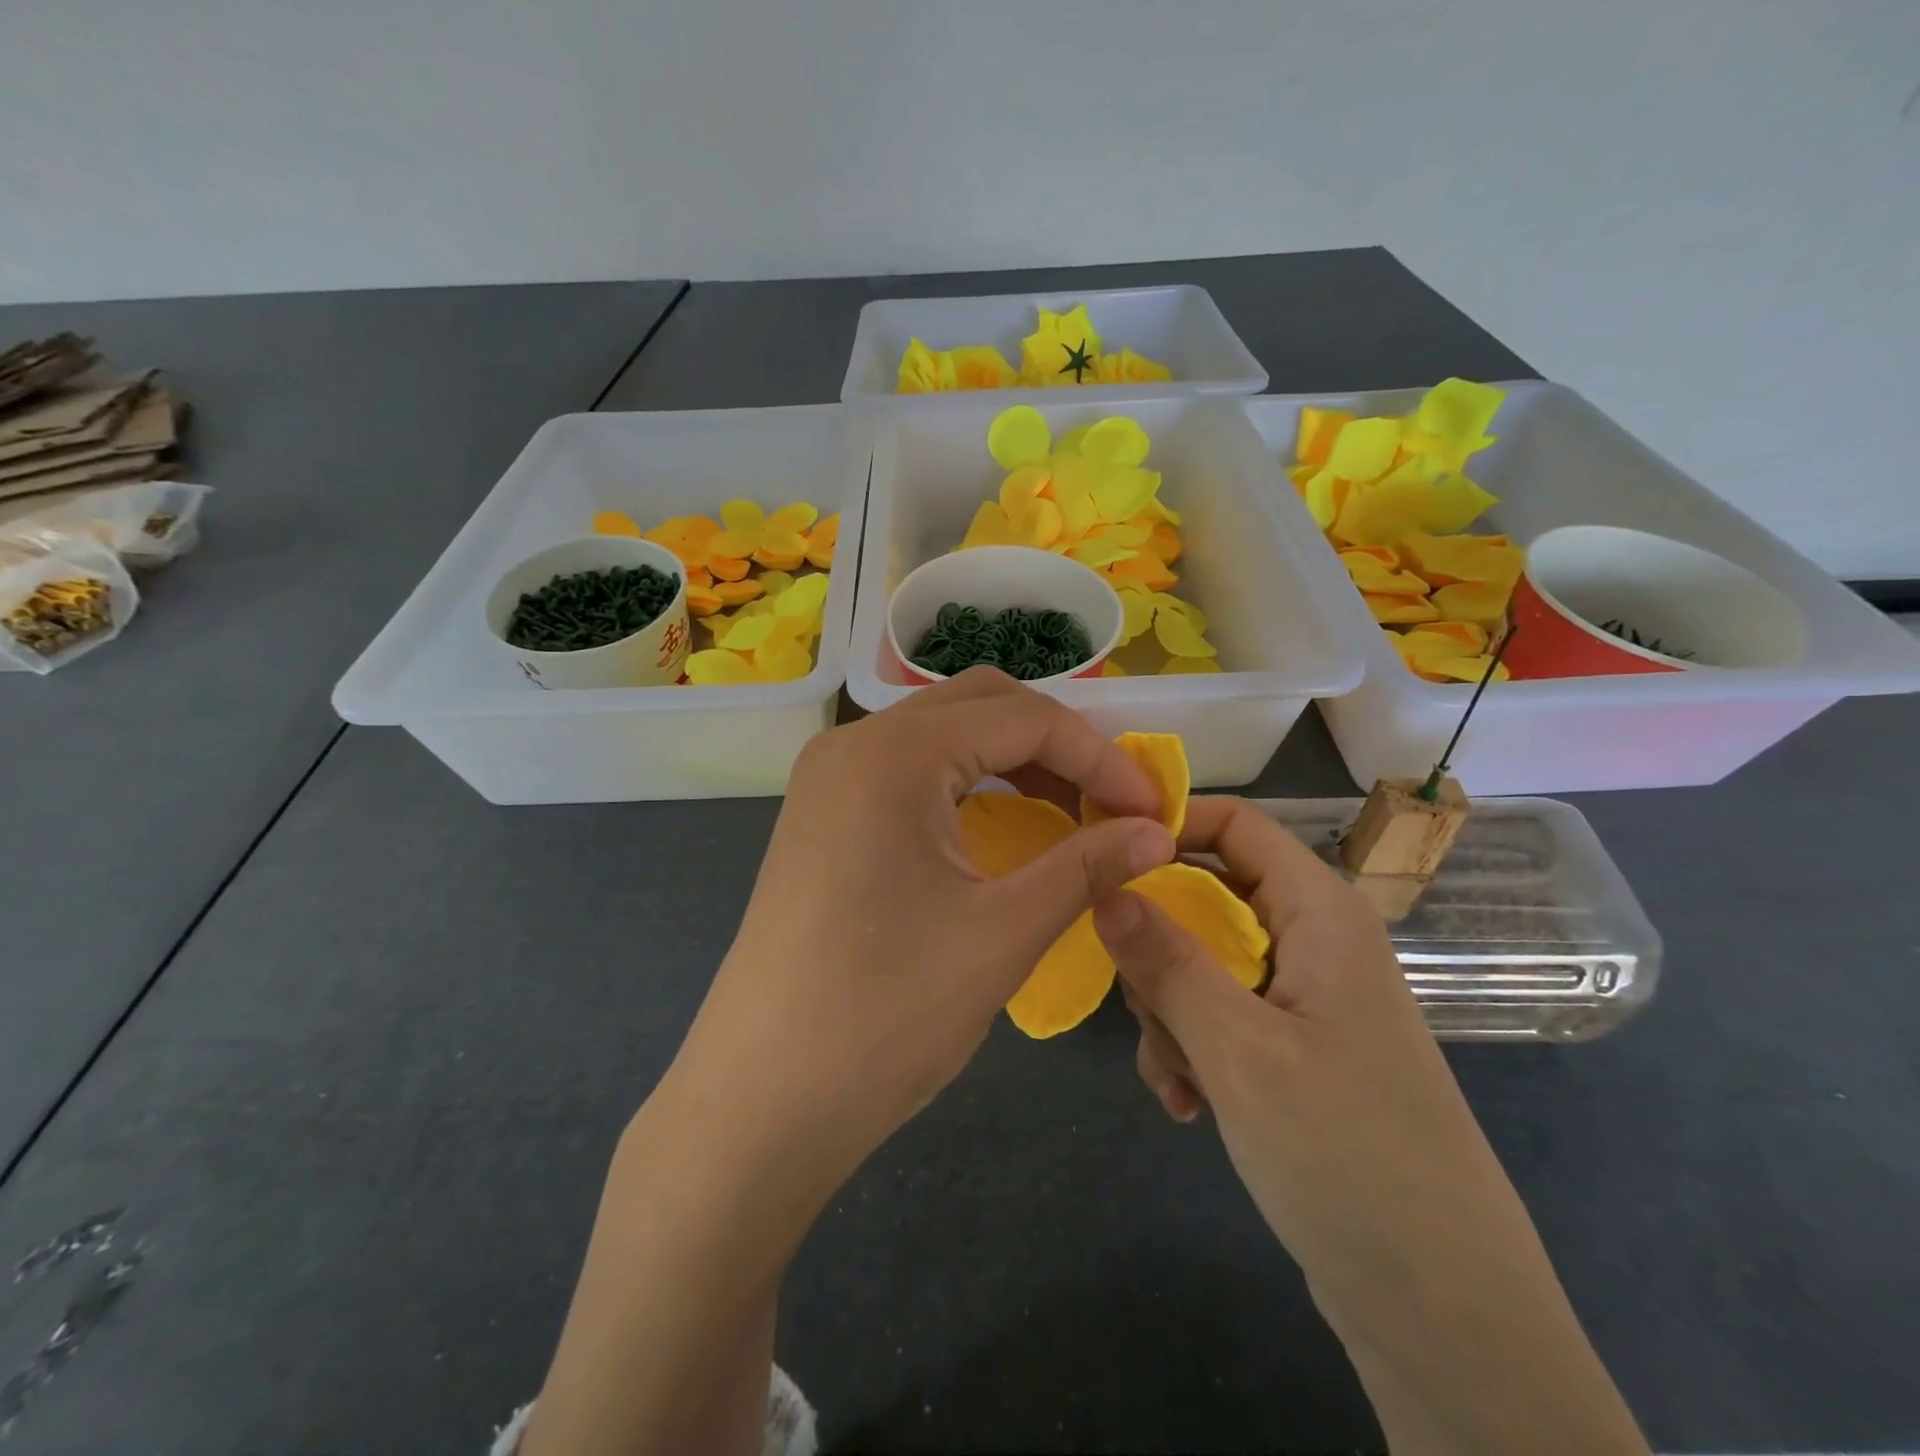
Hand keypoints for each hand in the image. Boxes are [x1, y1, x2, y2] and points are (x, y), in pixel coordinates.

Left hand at [662, 668, 1175, 1221]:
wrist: (761, 1100)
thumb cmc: (884, 1015)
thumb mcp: (1001, 934)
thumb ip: (1086, 867)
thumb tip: (1160, 834)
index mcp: (895, 754)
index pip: (1023, 717)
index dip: (1100, 757)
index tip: (1152, 810)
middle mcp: (854, 744)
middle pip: (980, 705)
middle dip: (1057, 744)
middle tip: (1111, 803)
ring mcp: (831, 778)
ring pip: (944, 734)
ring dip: (1013, 759)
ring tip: (1070, 814)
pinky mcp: (823, 815)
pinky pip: (911, 771)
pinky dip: (969, 783)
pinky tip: (1003, 827)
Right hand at [1097, 794, 1489, 1274]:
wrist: (1441, 1310)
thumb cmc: (1346, 1155)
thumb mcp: (1239, 1050)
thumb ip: (1167, 960)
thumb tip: (1105, 887)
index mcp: (1320, 913)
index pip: (1237, 824)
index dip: (1170, 828)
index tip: (1104, 861)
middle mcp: (1314, 941)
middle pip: (1208, 898)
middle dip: (1159, 947)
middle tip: (1142, 1003)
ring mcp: (1306, 998)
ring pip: (1204, 962)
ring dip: (1170, 1012)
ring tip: (1176, 1079)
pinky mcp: (1296, 1050)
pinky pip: (1220, 1016)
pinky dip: (1192, 1048)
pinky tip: (1186, 1105)